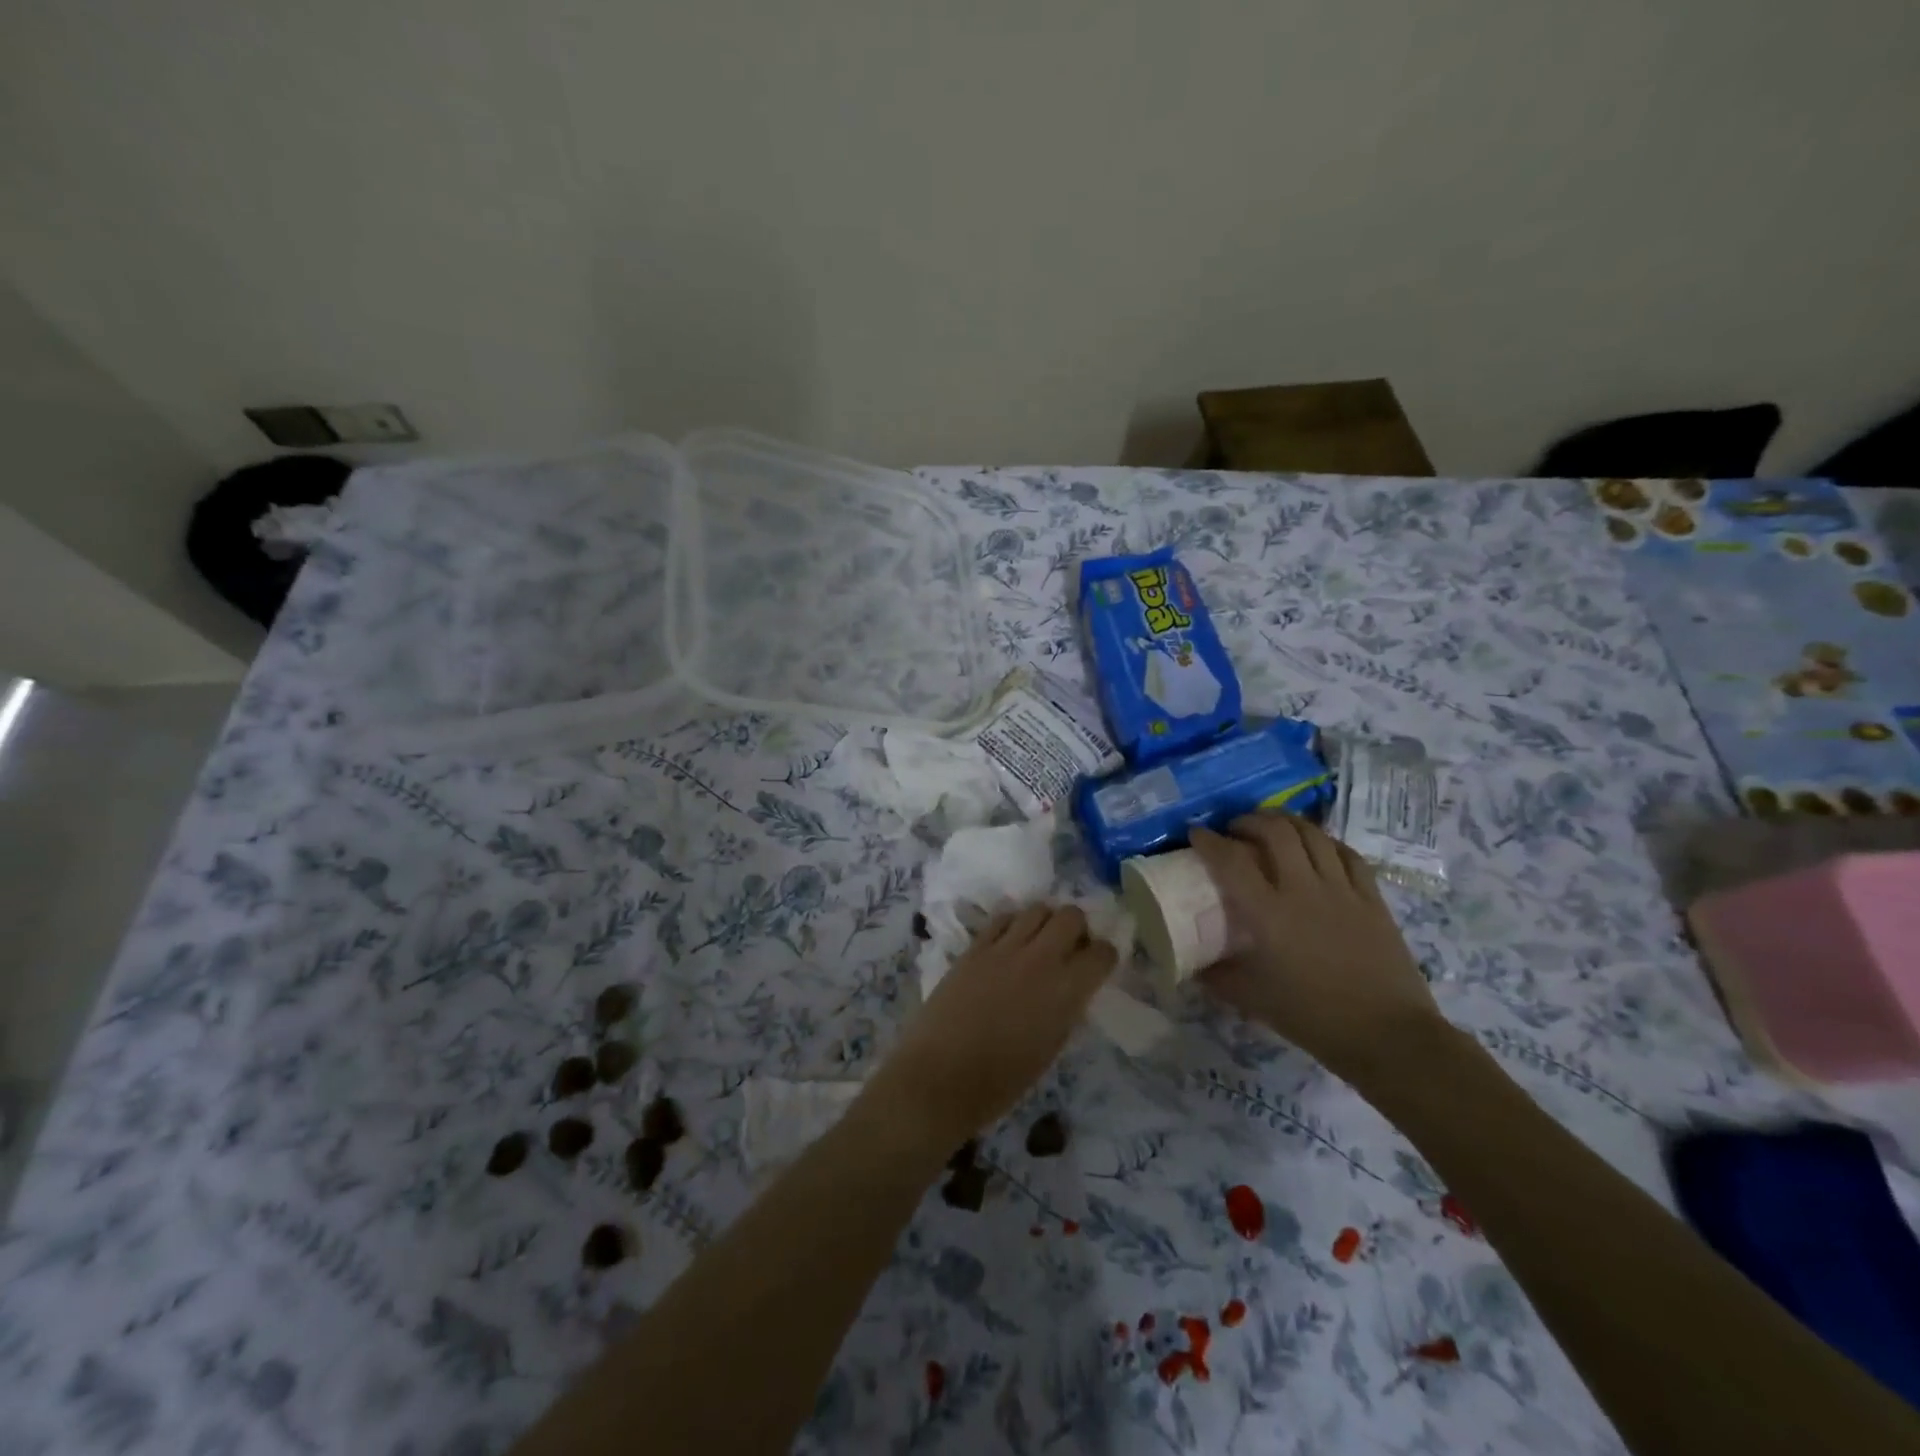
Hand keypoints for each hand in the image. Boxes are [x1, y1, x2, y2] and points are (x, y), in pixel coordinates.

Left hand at [868, 905, 1115, 1146]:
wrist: (940, 1076)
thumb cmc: (1001, 1081)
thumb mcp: (1050, 1049)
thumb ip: (1066, 1010)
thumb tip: (1072, 990)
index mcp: (1066, 991)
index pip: (1102, 953)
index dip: (1104, 956)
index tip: (1098, 964)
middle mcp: (1040, 960)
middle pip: (1071, 916)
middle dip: (1078, 928)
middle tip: (1069, 948)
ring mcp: (1004, 948)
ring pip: (1037, 909)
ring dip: (1045, 922)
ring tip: (1038, 942)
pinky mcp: (975, 948)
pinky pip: (1002, 919)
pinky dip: (1013, 925)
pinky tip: (1009, 943)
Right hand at [1189, 812, 1440, 1077]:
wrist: (1388, 1036)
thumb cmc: (1314, 1018)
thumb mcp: (1253, 1000)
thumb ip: (1218, 976)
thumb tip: (1193, 963)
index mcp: (1269, 914)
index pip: (1231, 860)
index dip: (1208, 841)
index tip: (1195, 833)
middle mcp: (1303, 890)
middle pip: (1275, 832)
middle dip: (1249, 821)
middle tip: (1235, 830)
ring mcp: (1342, 890)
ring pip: (1312, 834)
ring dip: (1286, 822)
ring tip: (1272, 827)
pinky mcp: (1371, 898)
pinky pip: (1347, 854)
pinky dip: (1325, 842)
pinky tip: (1316, 847)